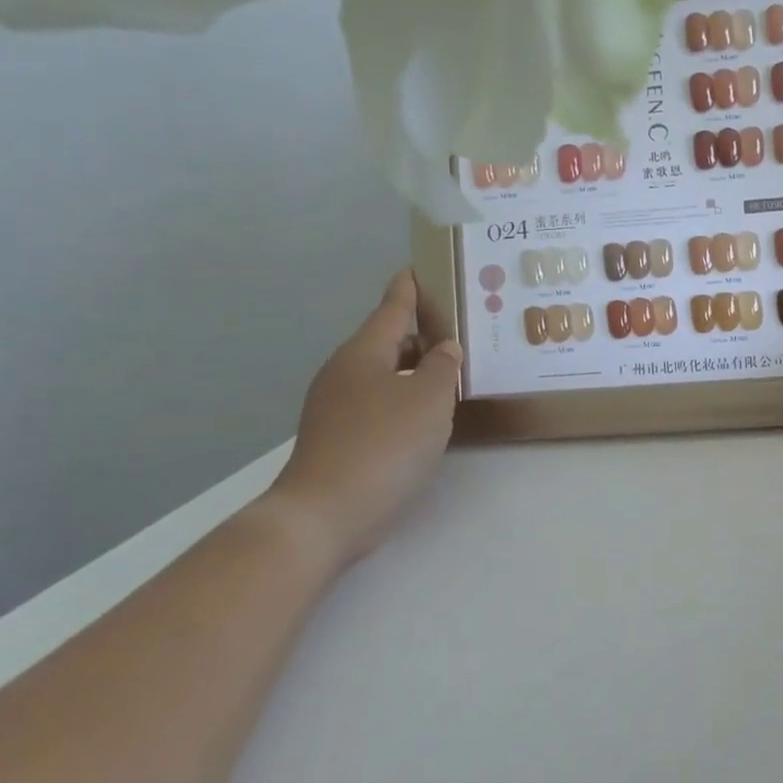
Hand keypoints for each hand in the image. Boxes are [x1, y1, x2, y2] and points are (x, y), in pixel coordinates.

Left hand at [269, 270, 463, 564]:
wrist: (324, 515)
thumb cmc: (384, 445)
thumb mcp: (429, 399)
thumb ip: (444, 367)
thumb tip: (444, 349)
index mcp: (364, 353)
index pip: (392, 307)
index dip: (410, 287)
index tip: (421, 267)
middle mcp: (345, 372)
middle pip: (387, 340)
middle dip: (420, 331)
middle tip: (459, 325)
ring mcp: (336, 407)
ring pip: (384, 373)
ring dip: (415, 367)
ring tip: (452, 368)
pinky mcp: (339, 437)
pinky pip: (379, 401)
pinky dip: (405, 396)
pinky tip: (427, 413)